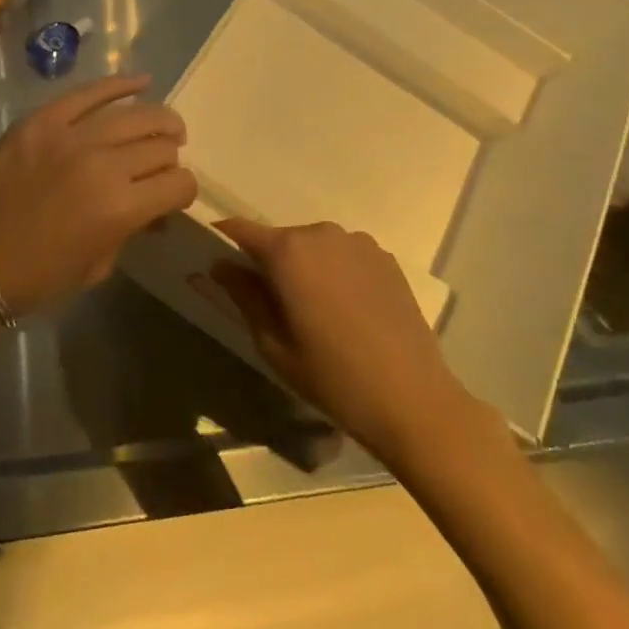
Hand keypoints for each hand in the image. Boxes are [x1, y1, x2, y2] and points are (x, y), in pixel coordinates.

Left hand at [0, 74, 196, 319]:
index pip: (179, 183)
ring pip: (135, 114)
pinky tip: (141, 81)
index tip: (174, 195)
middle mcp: (103, 165)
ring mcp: (70, 136)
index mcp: (120, 209)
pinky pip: (89, 92)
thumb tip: (154, 207)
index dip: (185, 191)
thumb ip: (132, 229)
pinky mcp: (42, 120)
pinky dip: (120, 84)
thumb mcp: (99, 266)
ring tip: (165, 126)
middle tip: (164, 164)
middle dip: (171, 157)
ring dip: (159, 120)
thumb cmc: (37, 277)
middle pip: (160, 146)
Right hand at [211, 219, 474, 461]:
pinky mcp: (385, 257)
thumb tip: (221, 265)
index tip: (215, 258)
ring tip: (315, 310)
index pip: (240, 230)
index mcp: (288, 251)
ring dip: (305, 266)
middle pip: (280, 238)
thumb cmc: (332, 376)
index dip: (224, 240)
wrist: (413, 398)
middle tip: (271, 303)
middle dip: (269, 262)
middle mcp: (321, 233)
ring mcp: (358, 242)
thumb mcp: (273, 344)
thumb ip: (244, 295)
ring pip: (314, 246)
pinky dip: (336, 271)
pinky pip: (345, 255)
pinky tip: (347, 310)